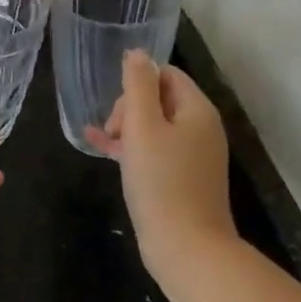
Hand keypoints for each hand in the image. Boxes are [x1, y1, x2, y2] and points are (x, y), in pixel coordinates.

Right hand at [84, 52, 236, 274]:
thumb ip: (138, 85)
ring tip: (101, 141)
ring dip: (125, 128)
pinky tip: (100, 148)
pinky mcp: (182, 179)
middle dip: (129, 108)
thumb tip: (137, 52)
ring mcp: (193, 155)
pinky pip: (153, 151)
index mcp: (197, 110)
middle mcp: (200, 128)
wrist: (187, 249)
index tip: (118, 110)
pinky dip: (130, 148)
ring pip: (153, 126)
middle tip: (114, 133)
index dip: (137, 84)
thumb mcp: (143, 127)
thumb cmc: (162, 182)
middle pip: (159, 98)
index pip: (165, 74)